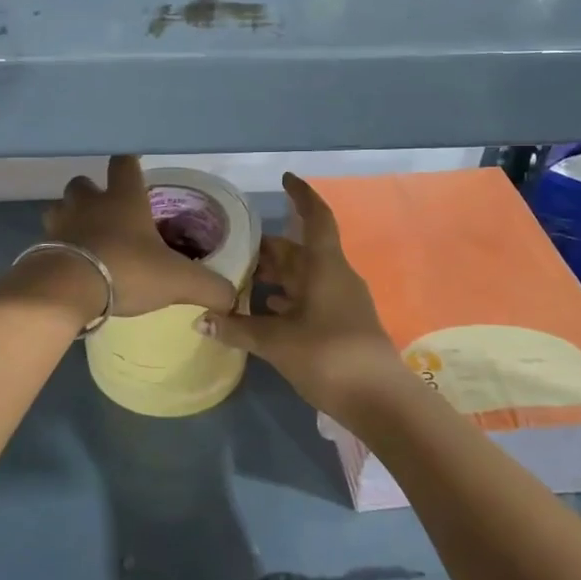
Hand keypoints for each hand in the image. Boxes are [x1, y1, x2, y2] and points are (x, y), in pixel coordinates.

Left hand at [43, 156, 236, 318]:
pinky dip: (58, 247)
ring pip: (60, 208)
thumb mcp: (178, 281)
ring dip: (70, 217)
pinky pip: (48, 240)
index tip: (135, 169)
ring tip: (86, 238)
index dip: (130, 163)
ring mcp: (61, 223)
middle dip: (93, 193)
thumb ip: (209, 287)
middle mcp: (89, 203)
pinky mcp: (41, 247)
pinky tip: (72, 265)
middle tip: (107, 213)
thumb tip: (232, 297)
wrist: (67, 289)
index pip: (125, 163)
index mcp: (124, 198)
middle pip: (83, 183)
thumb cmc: (127, 269)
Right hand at [197, 173, 409, 419]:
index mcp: (325, 267)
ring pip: (303, 277)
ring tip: (240, 278)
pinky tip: (264, 310)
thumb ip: (238, 328)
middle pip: (300, 251)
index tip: (285, 179)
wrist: (379, 401)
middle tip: (234, 247)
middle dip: (270, 247)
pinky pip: (308, 300)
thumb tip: (200, 320)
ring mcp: (340, 302)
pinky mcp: (340, 325)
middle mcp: (335, 276)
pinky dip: (286, 300)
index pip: (316, 218)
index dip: (301, 196)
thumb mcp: (277, 341)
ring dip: (276, 276)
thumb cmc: (329, 356)